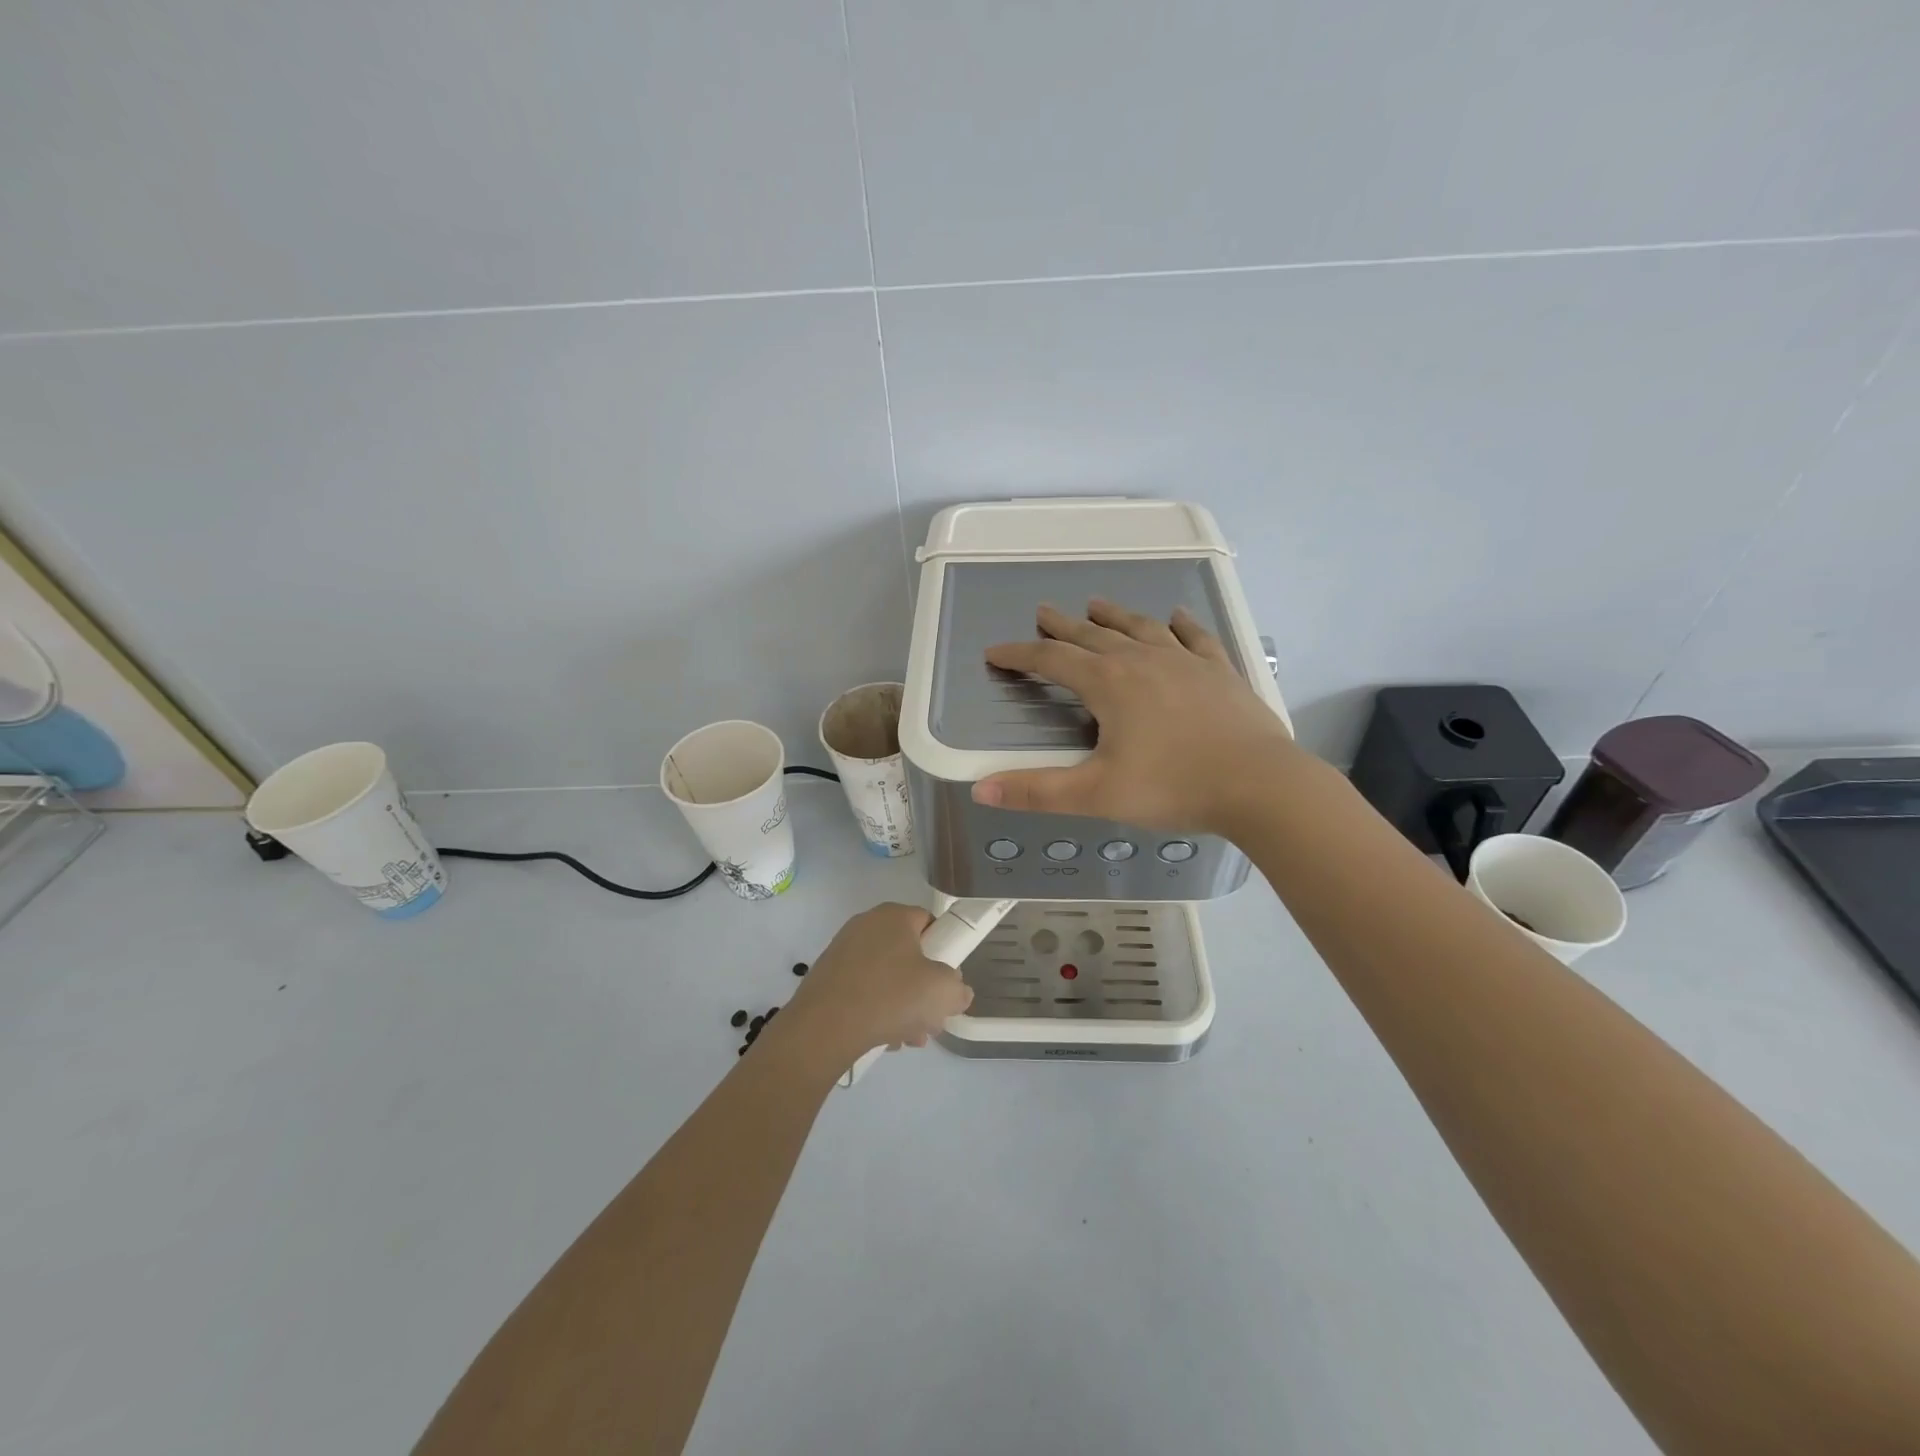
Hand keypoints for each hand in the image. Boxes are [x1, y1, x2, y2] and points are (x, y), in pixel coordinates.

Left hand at [780, 903, 973, 1062]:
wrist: (823, 1028)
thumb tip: (956, 991)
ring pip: (887, 977)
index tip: (947, 983)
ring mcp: (843, 950)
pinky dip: (876, 1009)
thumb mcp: (942, 992)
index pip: (930, 923)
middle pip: (909, 955)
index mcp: (894, 916)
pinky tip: (884, 1038)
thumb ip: (958, 988)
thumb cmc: (889, 997)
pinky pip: (863, 989)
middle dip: (923, 989)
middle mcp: (867, 925)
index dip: (944, 952)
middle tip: (931, 1019)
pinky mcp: (827, 976)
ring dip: (903, 1006)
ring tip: (910, 1038)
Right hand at [972, 599, 1296, 835]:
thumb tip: (979, 790)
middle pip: (1092, 635)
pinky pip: (1195, 638)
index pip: (1052, 661)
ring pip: (1140, 627)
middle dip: (1062, 625)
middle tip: (1043, 613)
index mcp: (1109, 684)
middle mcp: (1142, 661)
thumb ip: (1036, 791)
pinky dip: (1181, 624)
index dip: (1020, 655)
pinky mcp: (1219, 672)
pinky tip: (1176, 616)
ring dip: (1114, 615)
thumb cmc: (1173, 787)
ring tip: (1096, 603)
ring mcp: (1185, 662)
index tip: (995, 653)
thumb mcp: (1096, 794)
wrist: (1259, 784)